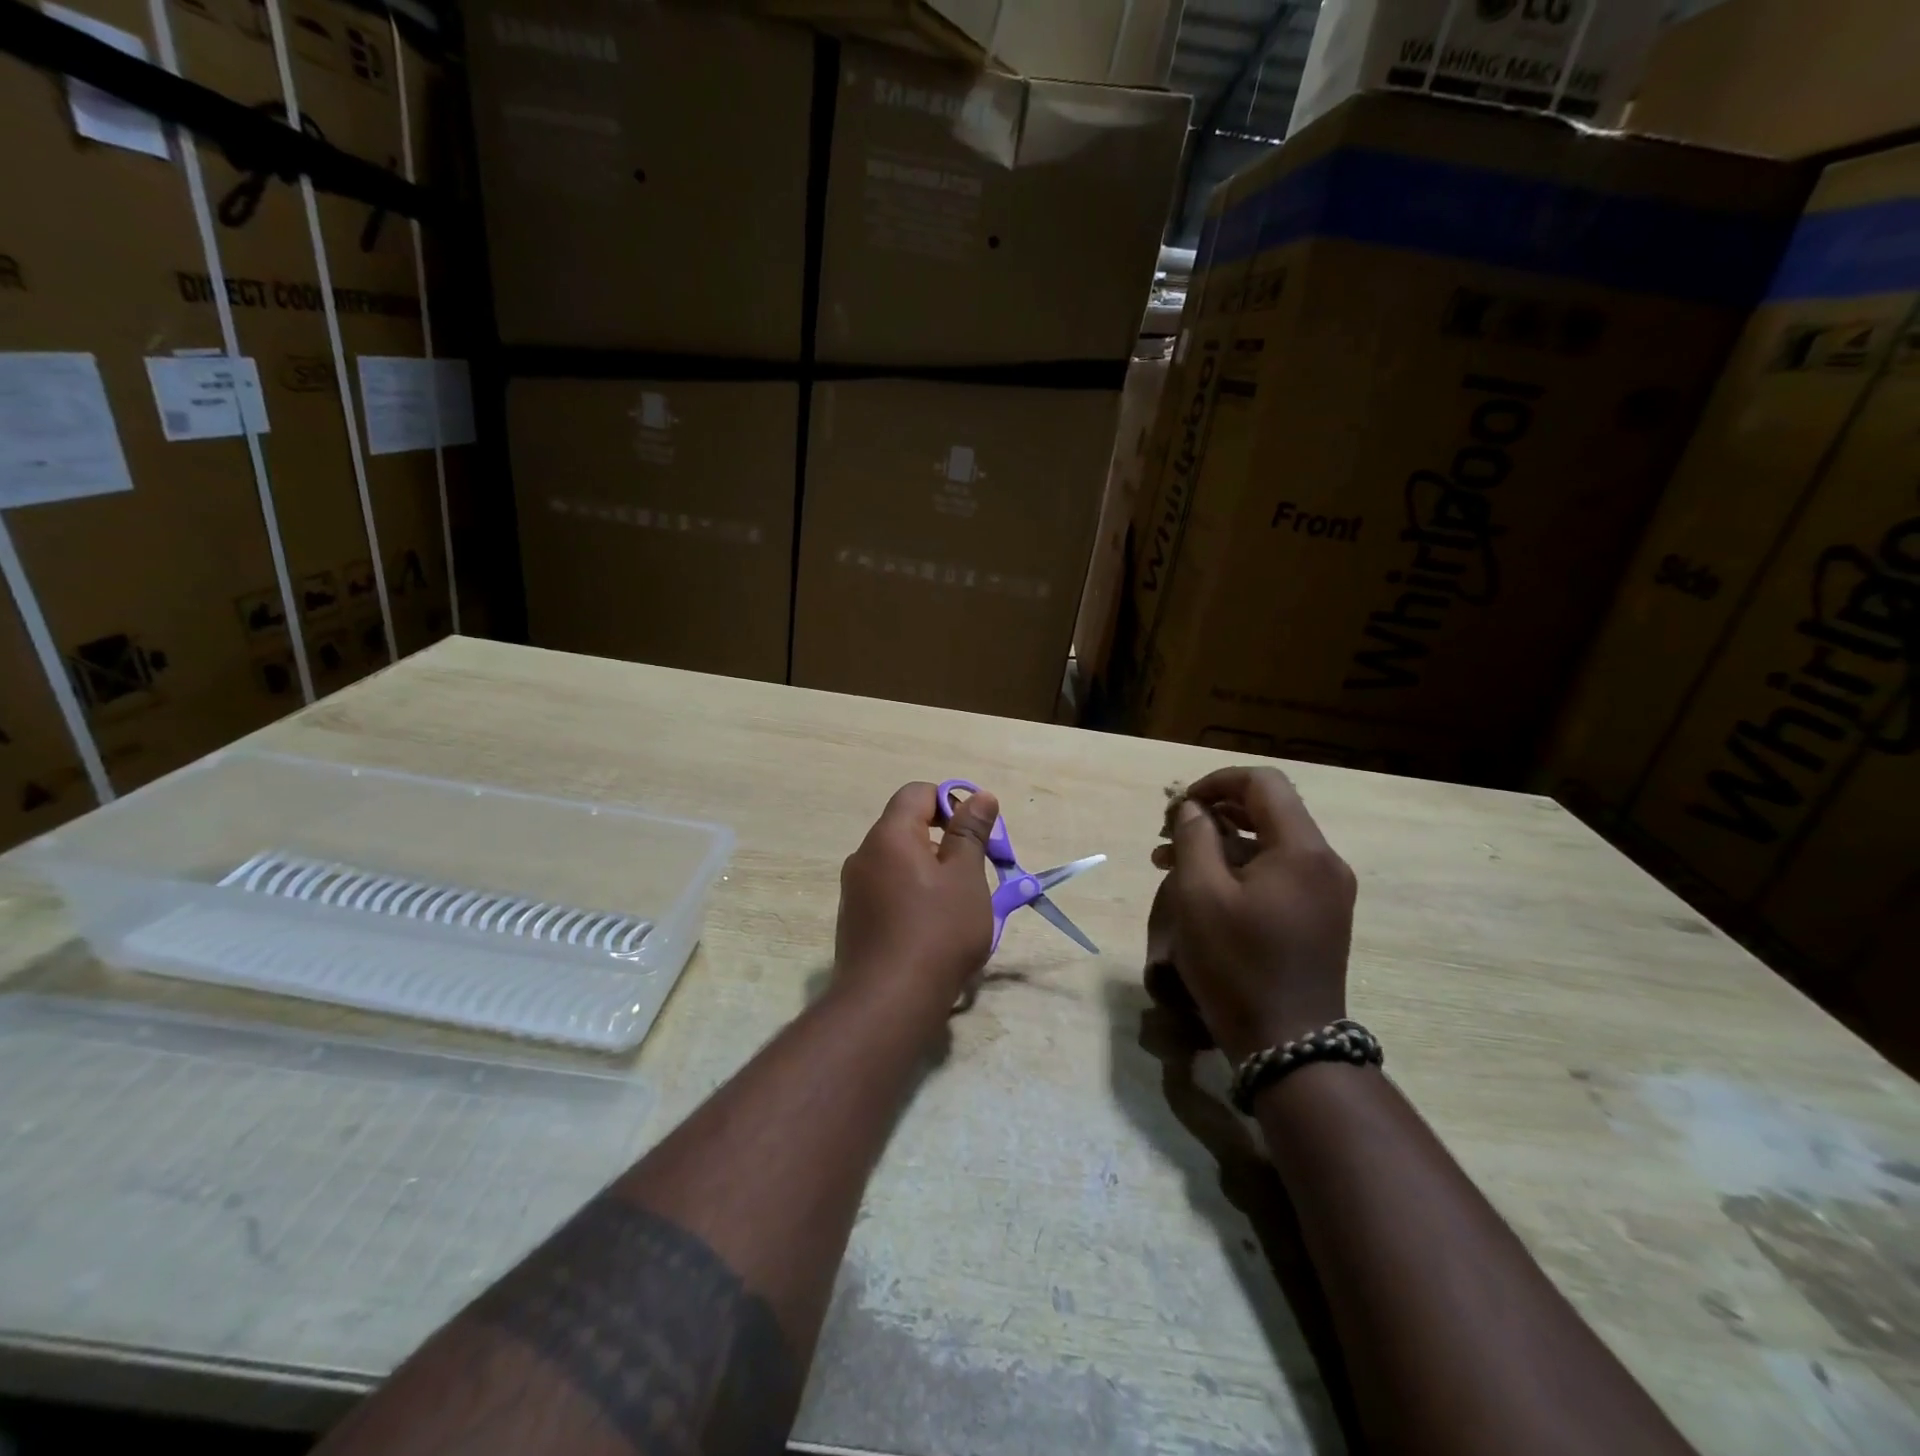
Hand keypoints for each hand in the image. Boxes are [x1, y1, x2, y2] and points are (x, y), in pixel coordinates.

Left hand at [834, 781, 999, 1023]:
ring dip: (930, 873)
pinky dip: (911, 897)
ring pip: (899, 863)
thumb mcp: (966, 877)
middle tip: (973, 876)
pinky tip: (930, 931)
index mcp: (889, 836)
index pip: (918, 793)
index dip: (951, 804)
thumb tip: (979, 796)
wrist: (888, 1002)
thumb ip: (971, 832)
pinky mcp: (853, 920)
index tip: (975, 836)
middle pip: (907, 828)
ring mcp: (854, 890)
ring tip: (956, 908)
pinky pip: (887, 891)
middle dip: (944, 843)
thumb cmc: (937, 931)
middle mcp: (864, 855)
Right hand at [1148, 767, 1356, 1062]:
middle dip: (1214, 813)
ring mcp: (1327, 890)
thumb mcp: (1200, 895)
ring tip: (1171, 863)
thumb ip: (1194, 837)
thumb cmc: (1239, 965)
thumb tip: (1191, 808)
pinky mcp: (1321, 915)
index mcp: (1302, 849)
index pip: (1263, 783)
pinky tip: (1204, 889)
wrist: (1289, 1044)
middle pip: (1268, 810)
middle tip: (1168, 834)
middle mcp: (1324, 861)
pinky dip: (1240, 868)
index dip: (1216, 782)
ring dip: (1221, 842)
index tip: (1178, 806)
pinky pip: (1278, 872)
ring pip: (1269, 843)